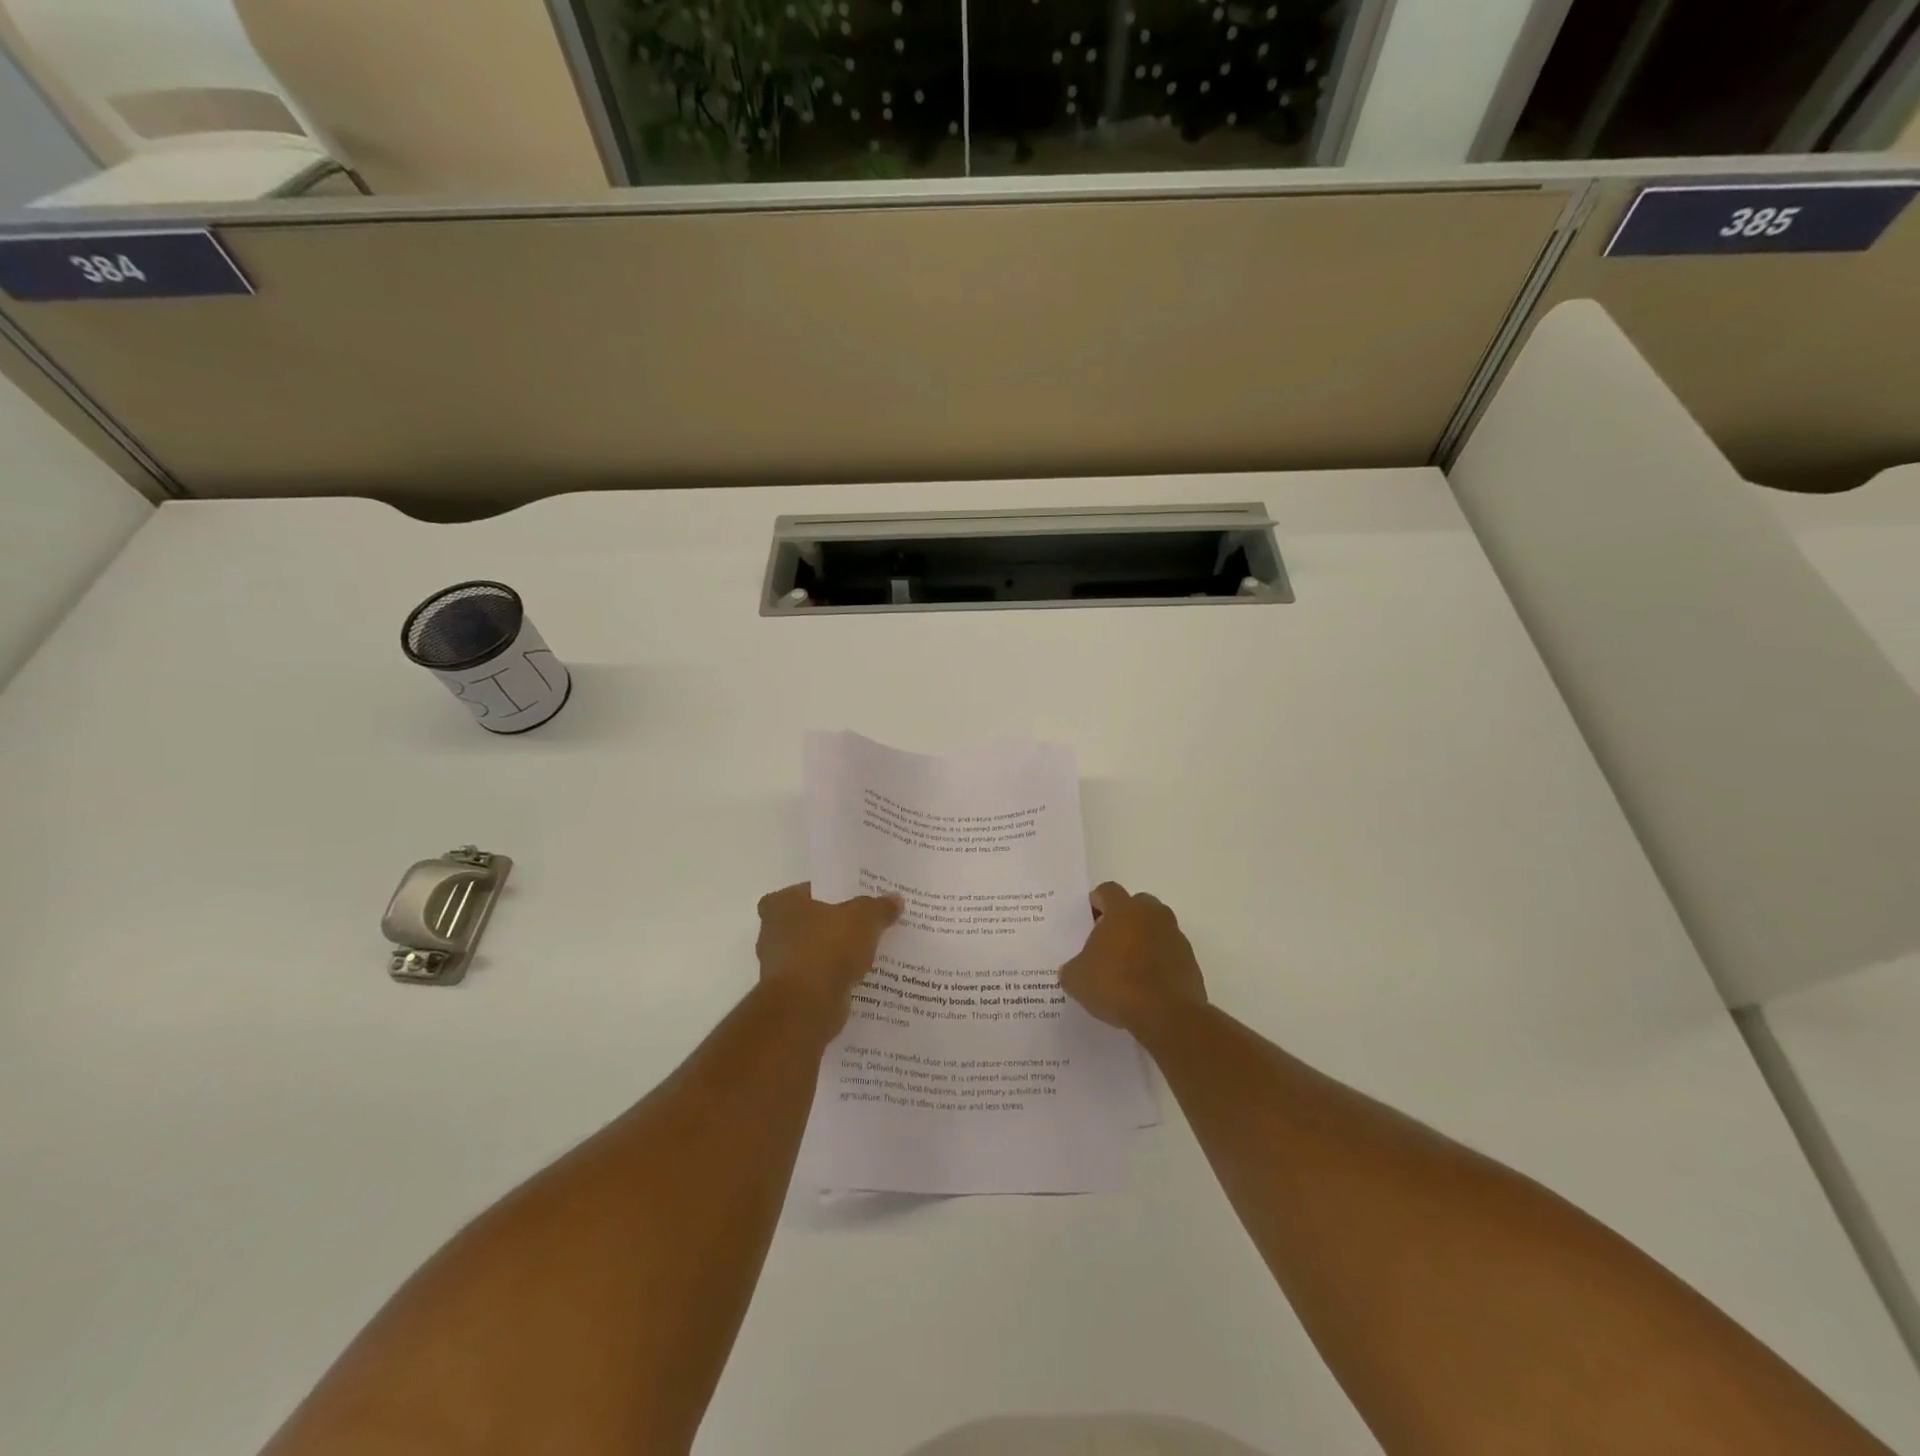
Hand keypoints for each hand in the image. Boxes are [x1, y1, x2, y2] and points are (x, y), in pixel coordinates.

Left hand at [755, 883, 901, 1038]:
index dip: (828, 892)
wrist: (805, 1008)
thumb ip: (878, 907)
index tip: (852, 898)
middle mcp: (771, 934)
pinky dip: (835, 979)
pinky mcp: (791, 996)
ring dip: (836, 955)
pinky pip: (819, 979)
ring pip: (815, 953)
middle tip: (866, 923)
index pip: (805, 890)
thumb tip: (895, 899)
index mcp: (780, 905)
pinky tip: (861, 978)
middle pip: (811, 922)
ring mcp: (779, 968)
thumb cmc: (826, 949)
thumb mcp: (863, 919)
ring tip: (869, 952)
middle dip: (835, 925)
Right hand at [1059, 882, 1207, 1042]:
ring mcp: (1175, 936)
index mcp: (1123, 910)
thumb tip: (1073, 969)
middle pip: (1136, 904)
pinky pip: (1169, 952)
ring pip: (1156, 927)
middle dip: (1123, 918)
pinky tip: (1146, 984)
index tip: (1088, 919)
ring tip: (1128, 966)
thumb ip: (1072, 967)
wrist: (1167, 1016)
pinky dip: (1159, 961)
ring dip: (1143, 939)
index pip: (1108, 890)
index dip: (1096, 902)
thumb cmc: (1117, 985)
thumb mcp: (1078, 980)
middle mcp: (1153, 915)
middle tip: (1109, 941)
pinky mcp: (1190, 961)